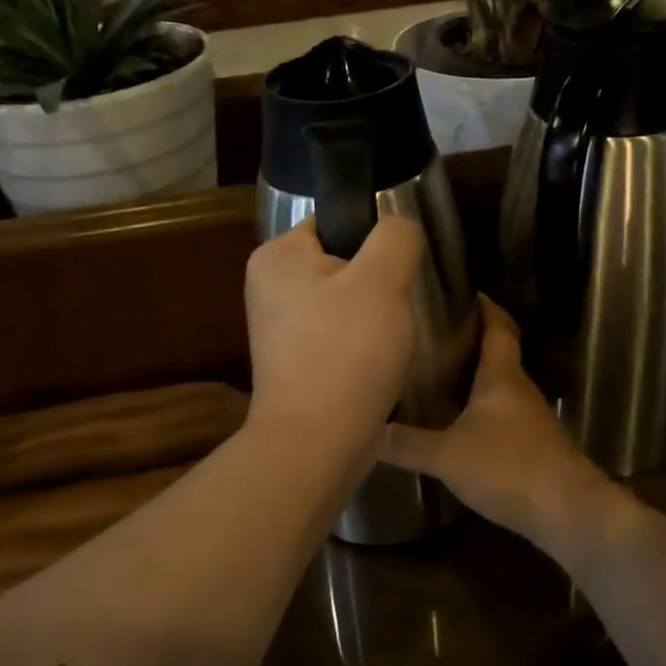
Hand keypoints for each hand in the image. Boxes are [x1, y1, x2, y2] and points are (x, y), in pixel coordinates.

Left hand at [244, 215, 425, 456]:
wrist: (317, 443)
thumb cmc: (346, 352)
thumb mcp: (383, 279)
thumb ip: (395, 235)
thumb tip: (397, 228)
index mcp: (276, 255)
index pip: (336, 223)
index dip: (374, 243)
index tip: (396, 274)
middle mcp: (268, 285)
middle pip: (343, 262)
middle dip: (377, 283)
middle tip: (396, 310)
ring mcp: (279, 326)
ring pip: (346, 300)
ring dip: (373, 316)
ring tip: (388, 340)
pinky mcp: (294, 360)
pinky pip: (338, 334)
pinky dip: (360, 344)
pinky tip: (375, 362)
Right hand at [384, 298, 622, 554]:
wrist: (568, 512)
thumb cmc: (508, 467)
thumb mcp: (447, 456)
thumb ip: (406, 444)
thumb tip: (367, 431)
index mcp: (501, 377)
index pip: (498, 328)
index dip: (486, 308)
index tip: (470, 292)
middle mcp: (520, 390)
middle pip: (500, 354)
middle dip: (474, 342)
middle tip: (439, 335)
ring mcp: (532, 419)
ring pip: (502, 387)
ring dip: (479, 378)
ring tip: (443, 376)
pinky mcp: (536, 446)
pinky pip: (506, 415)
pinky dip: (485, 410)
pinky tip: (464, 425)